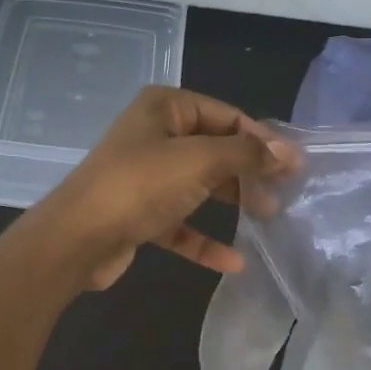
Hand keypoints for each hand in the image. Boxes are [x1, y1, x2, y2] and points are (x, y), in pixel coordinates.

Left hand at [22, 86, 295, 291]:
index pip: (226, 115)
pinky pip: (180, 222)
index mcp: (165, 108)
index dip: (262, 138)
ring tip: (267, 218)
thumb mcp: (199, 161)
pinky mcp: (139, 213)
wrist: (76, 239)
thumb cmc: (140, 186)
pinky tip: (233, 261)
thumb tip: (287, 152)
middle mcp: (154, 135)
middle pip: (214, 149)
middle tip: (283, 192)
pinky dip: (204, 239)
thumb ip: (246, 154)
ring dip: (232, 200)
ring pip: (199, 185)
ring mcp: (145, 176)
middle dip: (249, 170)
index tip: (294, 165)